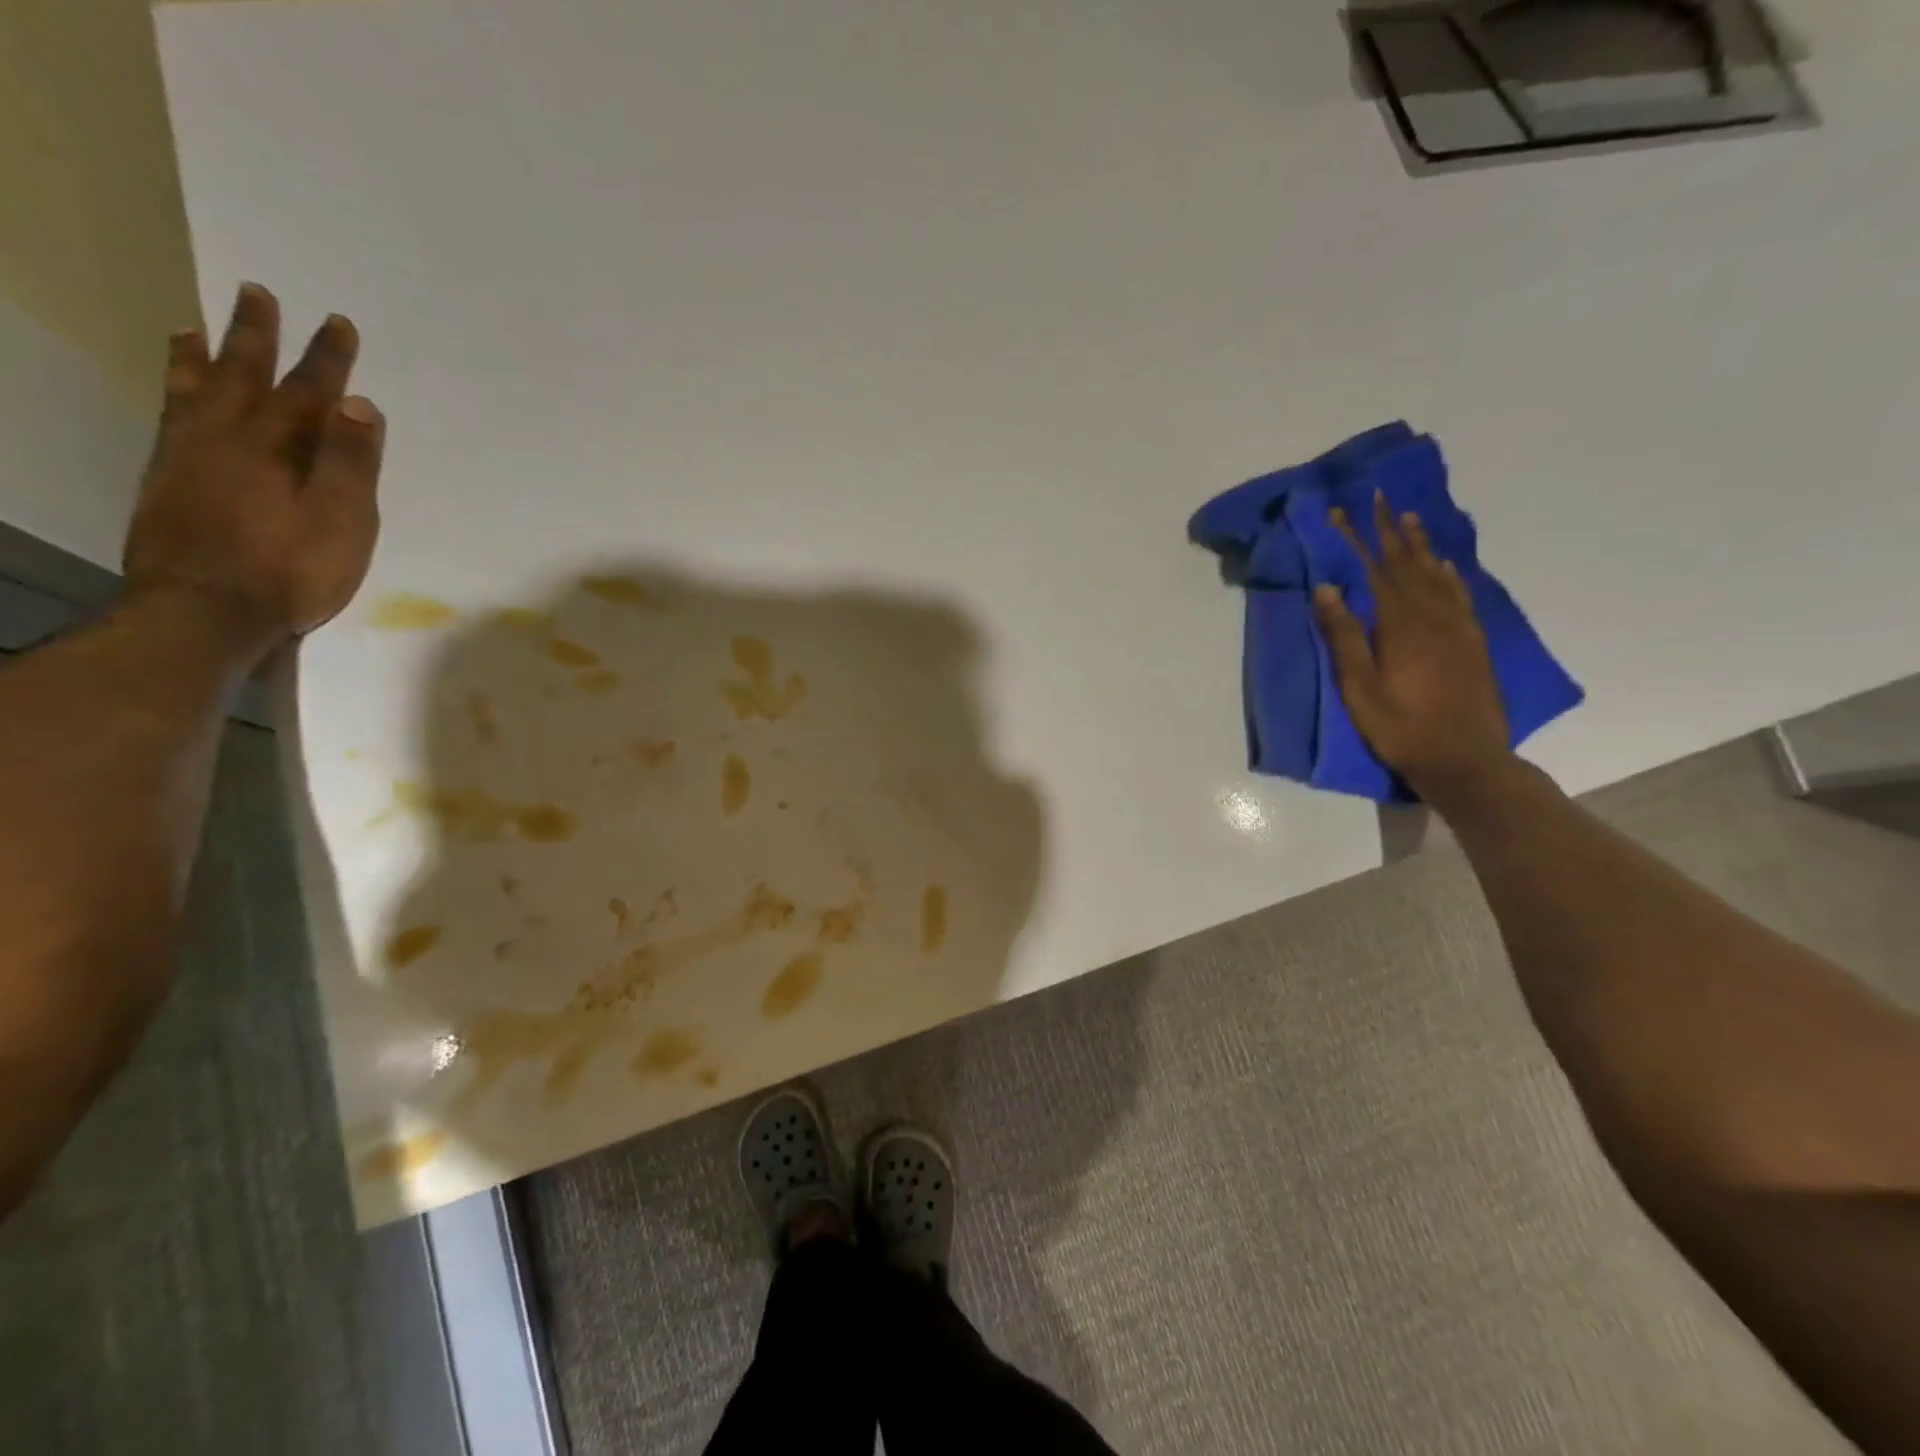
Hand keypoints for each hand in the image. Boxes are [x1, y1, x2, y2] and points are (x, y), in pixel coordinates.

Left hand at [123, 282, 382, 659]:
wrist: (205, 612)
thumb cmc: (292, 571)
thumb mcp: (343, 522)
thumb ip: (351, 464)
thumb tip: (360, 405)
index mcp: (278, 448)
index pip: (311, 393)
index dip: (328, 359)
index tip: (338, 323)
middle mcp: (227, 438)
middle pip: (245, 376)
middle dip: (257, 336)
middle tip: (258, 293)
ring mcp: (188, 457)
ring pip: (195, 391)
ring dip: (201, 357)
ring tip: (194, 326)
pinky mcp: (166, 481)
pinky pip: (170, 417)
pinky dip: (174, 393)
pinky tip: (178, 392)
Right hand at [1312, 492, 1510, 804]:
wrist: (1466, 758)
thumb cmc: (1401, 727)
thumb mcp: (1359, 687)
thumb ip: (1345, 636)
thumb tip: (1327, 588)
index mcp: (1400, 625)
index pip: (1374, 570)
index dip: (1356, 539)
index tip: (1341, 511)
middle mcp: (1432, 616)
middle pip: (1407, 564)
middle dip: (1389, 530)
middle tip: (1379, 497)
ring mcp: (1458, 628)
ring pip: (1436, 574)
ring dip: (1420, 545)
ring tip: (1409, 518)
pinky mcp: (1473, 642)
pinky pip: (1460, 595)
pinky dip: (1449, 574)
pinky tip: (1444, 565)